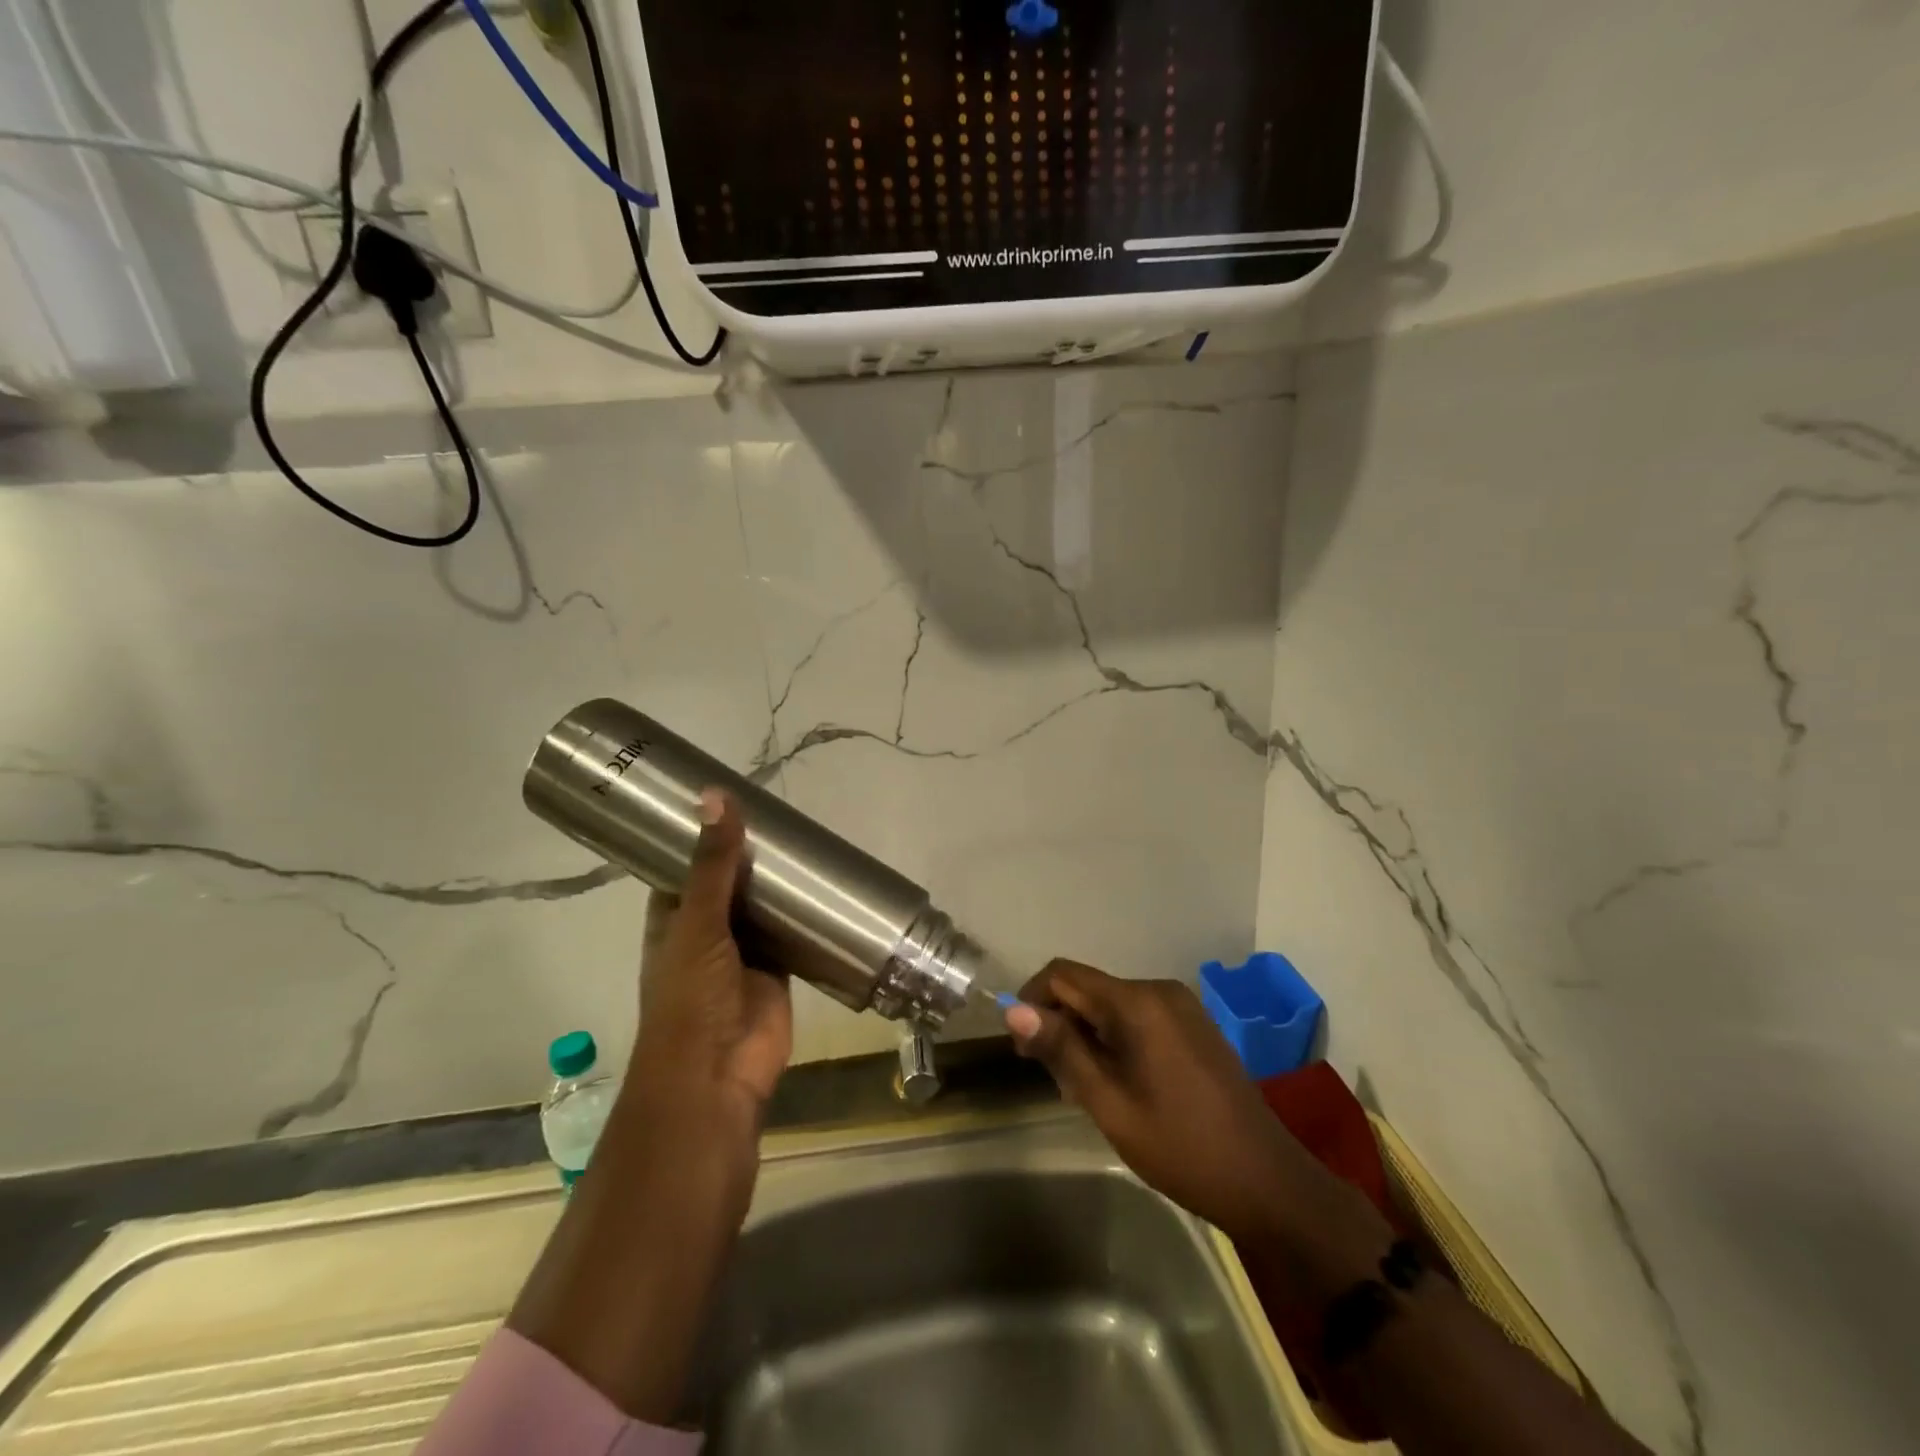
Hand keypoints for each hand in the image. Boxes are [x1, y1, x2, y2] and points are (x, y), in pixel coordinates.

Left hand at [627, 789, 792, 1164]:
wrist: (717, 1073)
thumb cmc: (689, 997)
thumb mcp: (697, 922)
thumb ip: (713, 863)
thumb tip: (716, 796)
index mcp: (674, 916)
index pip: (685, 864)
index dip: (702, 833)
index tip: (727, 796)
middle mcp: (708, 928)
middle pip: (730, 880)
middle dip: (750, 853)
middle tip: (781, 809)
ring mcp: (744, 949)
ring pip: (764, 904)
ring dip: (780, 881)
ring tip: (807, 835)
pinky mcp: (779, 967)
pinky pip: (794, 931)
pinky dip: (806, 913)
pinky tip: (827, 882)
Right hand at [1005, 960, 1382, 1253]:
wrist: (1266, 1182)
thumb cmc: (1180, 1146)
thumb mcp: (1109, 1103)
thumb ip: (1061, 1050)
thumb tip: (1012, 1009)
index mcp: (1136, 1002)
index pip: (1063, 975)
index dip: (1032, 1002)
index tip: (1023, 1049)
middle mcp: (1158, 990)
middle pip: (1088, 989)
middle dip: (1061, 1024)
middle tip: (1055, 1081)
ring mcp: (1181, 1006)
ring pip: (1112, 1005)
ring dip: (1088, 1035)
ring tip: (1087, 1090)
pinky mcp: (1194, 1024)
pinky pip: (1138, 1016)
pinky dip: (1116, 1038)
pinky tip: (1121, 1083)